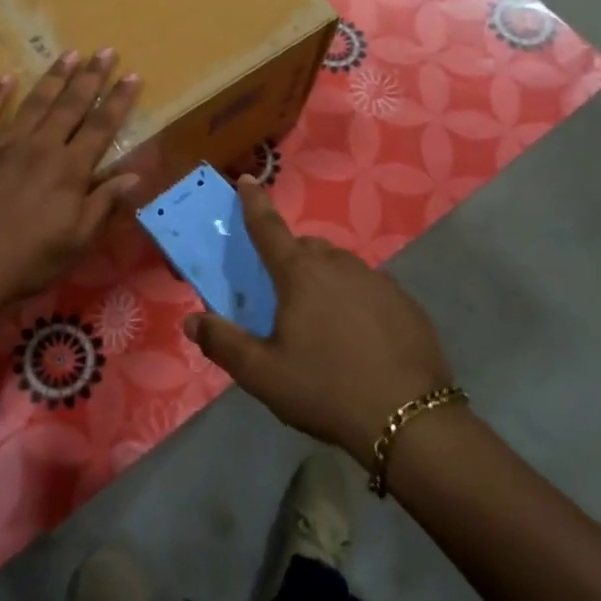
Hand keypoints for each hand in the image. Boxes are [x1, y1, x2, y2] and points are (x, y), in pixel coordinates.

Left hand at [0, 48, 141, 319]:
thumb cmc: (25, 263)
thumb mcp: (76, 242)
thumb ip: (104, 204)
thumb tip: (135, 174)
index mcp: (69, 170)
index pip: (101, 127)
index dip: (119, 100)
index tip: (133, 76)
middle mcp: (39, 148)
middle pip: (71, 105)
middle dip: (91, 76)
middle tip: (106, 50)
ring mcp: (1, 145)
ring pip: (34, 102)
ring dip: (54, 77)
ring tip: (69, 53)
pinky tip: (6, 78)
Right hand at [184, 177, 453, 470]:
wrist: (410, 420)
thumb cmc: (325, 390)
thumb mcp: (263, 374)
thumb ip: (223, 343)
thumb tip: (191, 322)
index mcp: (300, 274)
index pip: (268, 228)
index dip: (253, 203)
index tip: (247, 180)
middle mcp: (339, 265)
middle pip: (307, 248)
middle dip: (290, 256)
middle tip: (282, 292)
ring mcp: (378, 281)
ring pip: (340, 266)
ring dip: (324, 278)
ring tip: (321, 320)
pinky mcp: (405, 303)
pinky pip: (369, 288)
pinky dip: (354, 299)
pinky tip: (358, 337)